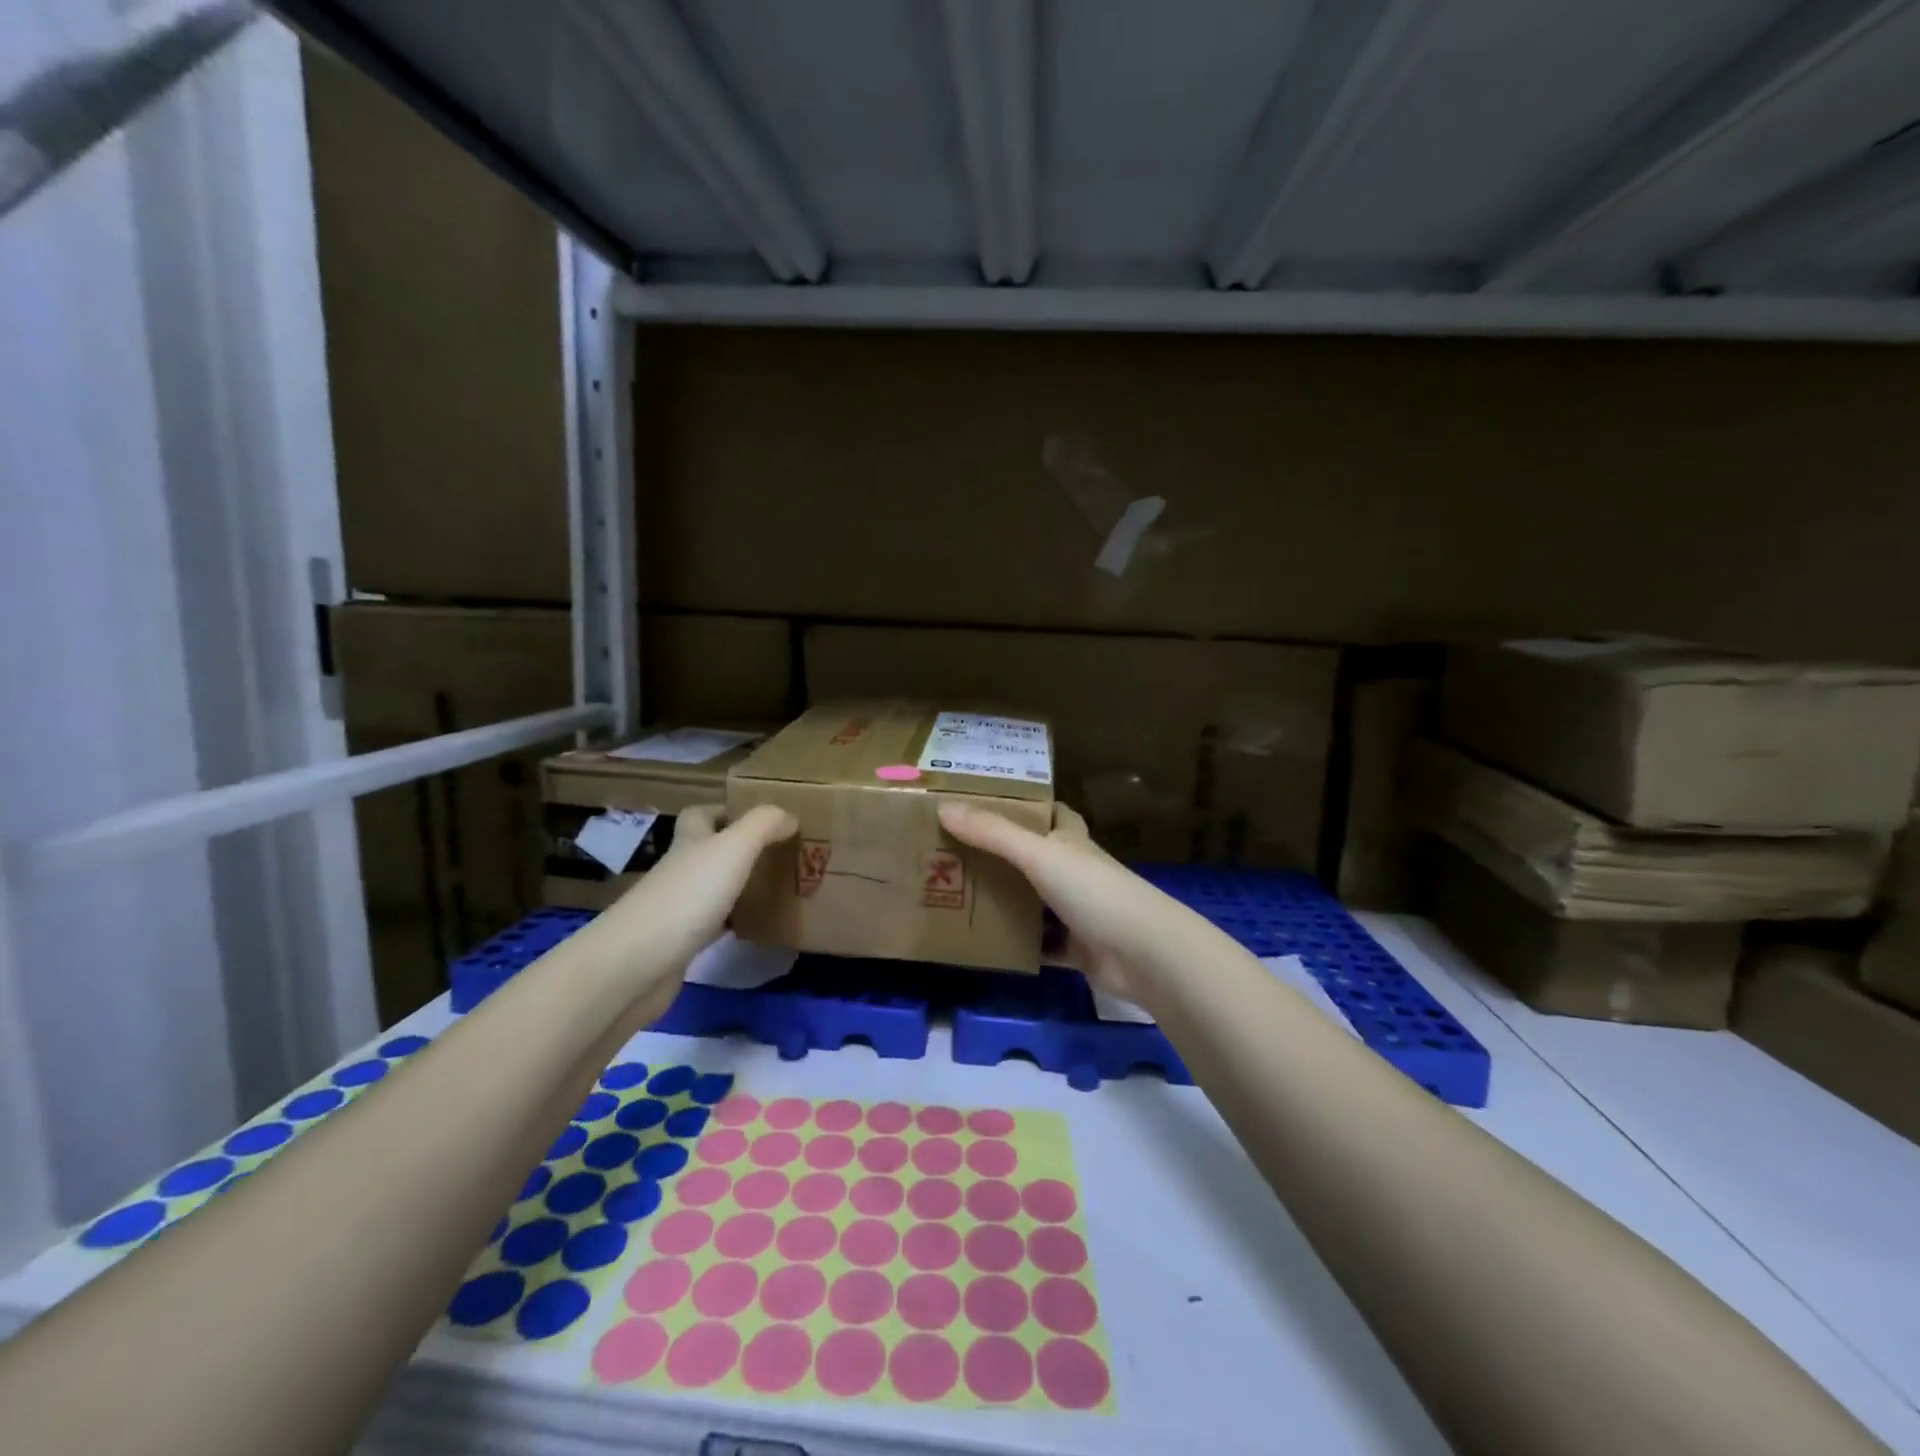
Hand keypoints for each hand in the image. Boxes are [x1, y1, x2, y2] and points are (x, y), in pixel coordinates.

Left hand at [593, 804, 796, 1011]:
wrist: (636, 966)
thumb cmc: (687, 896)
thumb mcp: (732, 848)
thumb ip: (763, 826)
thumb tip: (788, 816)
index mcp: (689, 843)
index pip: (700, 815)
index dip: (724, 811)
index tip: (759, 819)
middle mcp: (680, 871)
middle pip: (705, 852)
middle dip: (737, 851)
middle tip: (776, 855)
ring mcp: (676, 909)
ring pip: (711, 889)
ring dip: (737, 887)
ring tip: (775, 889)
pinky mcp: (678, 945)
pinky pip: (711, 926)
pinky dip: (732, 924)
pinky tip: (754, 929)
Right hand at [937, 801, 1173, 1005]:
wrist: (1144, 954)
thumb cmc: (1094, 891)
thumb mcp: (1038, 854)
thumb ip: (992, 833)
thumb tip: (943, 807)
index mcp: (1071, 842)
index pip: (1053, 814)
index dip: (1028, 806)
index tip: (989, 804)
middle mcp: (1076, 873)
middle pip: (1037, 858)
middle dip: (1004, 855)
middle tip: (957, 853)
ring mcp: (1078, 913)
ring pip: (1036, 902)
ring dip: (1007, 901)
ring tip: (959, 896)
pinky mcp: (1077, 950)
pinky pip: (1041, 945)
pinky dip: (1019, 945)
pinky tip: (986, 945)